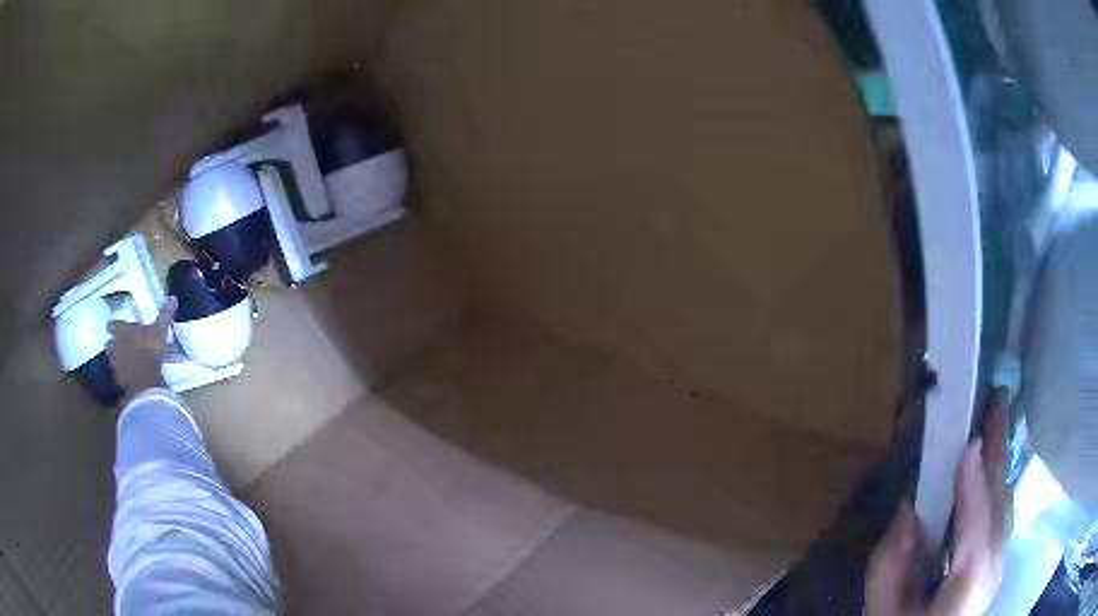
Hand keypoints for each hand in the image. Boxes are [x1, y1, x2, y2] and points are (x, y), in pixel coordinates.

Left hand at [106, 299, 175, 401]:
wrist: (145, 381)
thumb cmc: (150, 350)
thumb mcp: (159, 331)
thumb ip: (164, 315)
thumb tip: (173, 297)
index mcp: (121, 330)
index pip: (113, 324)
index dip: (114, 325)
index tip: (116, 327)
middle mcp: (114, 344)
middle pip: (109, 342)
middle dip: (113, 343)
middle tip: (120, 344)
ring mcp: (115, 363)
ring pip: (112, 358)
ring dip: (116, 358)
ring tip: (125, 361)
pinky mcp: (118, 379)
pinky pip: (118, 374)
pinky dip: (122, 373)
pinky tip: (130, 375)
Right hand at [865, 388, 1011, 615]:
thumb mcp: (884, 611)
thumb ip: (889, 567)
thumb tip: (907, 509)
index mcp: (964, 593)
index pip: (976, 536)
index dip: (975, 491)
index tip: (971, 446)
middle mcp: (991, 574)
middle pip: (1000, 508)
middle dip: (998, 455)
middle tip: (995, 401)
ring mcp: (999, 565)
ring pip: (1005, 505)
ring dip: (1000, 462)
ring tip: (993, 422)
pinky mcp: (998, 559)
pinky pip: (1003, 511)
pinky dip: (997, 482)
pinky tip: (990, 465)